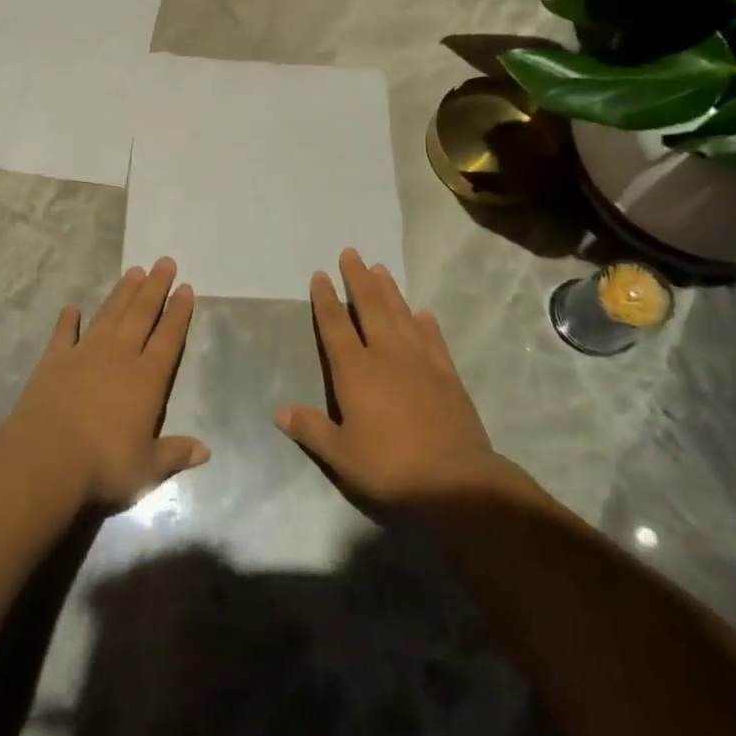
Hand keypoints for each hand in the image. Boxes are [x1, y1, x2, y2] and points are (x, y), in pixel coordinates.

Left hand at [3, 258, 207, 506]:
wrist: (47, 458)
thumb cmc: (104, 465)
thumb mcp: (147, 468)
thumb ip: (175, 453)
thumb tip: (205, 450)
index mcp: (147, 379)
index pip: (168, 338)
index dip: (178, 313)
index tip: (185, 288)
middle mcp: (119, 356)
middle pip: (141, 315)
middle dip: (155, 288)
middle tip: (165, 262)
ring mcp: (85, 353)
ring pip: (109, 315)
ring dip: (122, 293)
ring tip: (134, 271)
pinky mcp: (54, 360)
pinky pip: (64, 334)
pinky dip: (68, 320)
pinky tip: (72, 308)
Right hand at [277, 249, 520, 506]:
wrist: (456, 482)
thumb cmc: (390, 467)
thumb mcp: (342, 455)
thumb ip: (311, 429)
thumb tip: (280, 413)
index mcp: (355, 371)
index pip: (335, 326)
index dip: (326, 299)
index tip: (320, 274)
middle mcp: (386, 355)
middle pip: (370, 307)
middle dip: (358, 279)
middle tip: (352, 253)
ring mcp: (420, 362)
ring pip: (401, 315)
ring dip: (389, 291)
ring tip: (380, 269)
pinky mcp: (447, 375)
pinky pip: (433, 339)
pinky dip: (426, 324)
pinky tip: (423, 313)